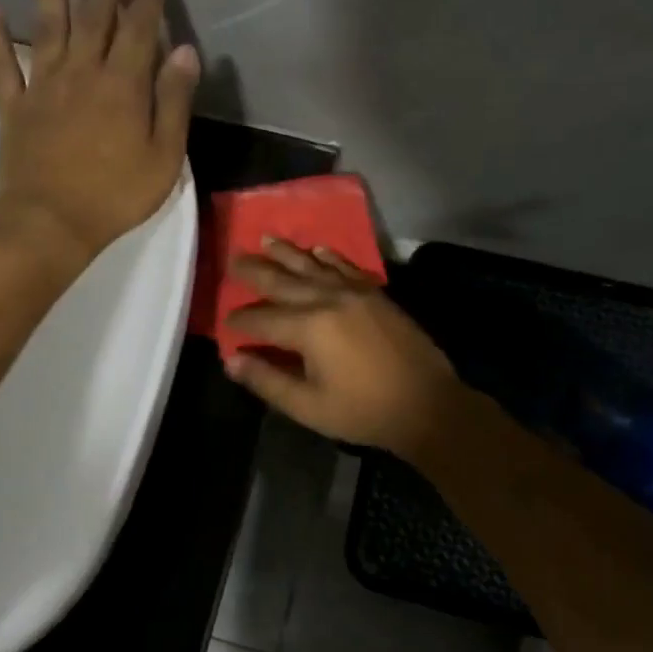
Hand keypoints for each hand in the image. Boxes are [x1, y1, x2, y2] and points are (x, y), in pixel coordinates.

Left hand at [0, 0, 198, 261]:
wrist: (50, 222)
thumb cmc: (116, 195)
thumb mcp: (164, 157)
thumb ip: (174, 102)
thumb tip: (185, 51)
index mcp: (122, 83)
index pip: (138, 26)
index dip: (149, 1)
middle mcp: (81, 71)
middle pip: (93, 15)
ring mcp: (42, 85)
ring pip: (46, 25)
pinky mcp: (13, 106)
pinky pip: (1, 64)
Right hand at [222, 241, 463, 460]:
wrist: (427, 404)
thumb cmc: (364, 411)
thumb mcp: (308, 406)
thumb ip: (267, 380)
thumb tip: (232, 361)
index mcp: (309, 328)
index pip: (262, 319)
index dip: (239, 322)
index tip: (225, 322)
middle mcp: (328, 300)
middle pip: (282, 281)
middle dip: (254, 271)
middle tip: (232, 259)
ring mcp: (355, 292)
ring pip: (313, 266)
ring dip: (287, 252)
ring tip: (265, 239)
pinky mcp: (376, 294)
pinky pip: (346, 266)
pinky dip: (329, 256)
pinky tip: (317, 249)